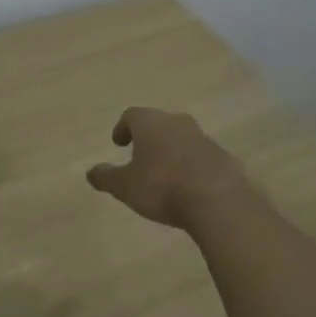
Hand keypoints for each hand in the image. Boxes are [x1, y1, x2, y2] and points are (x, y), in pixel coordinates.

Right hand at [86, 107, 249, 229]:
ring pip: (182, 138)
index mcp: (151, 124)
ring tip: (164, 173)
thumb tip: (91, 172)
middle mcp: (178, 123)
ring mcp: (204, 138)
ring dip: (171, 151)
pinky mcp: (223, 157)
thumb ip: (106, 177)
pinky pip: (201, 156)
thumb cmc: (162, 188)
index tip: (118, 143)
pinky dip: (191, 165)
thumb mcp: (124, 187)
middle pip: (159, 123)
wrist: (217, 201)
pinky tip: (188, 186)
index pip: (132, 115)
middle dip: (148, 137)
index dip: (122, 128)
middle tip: (140, 155)